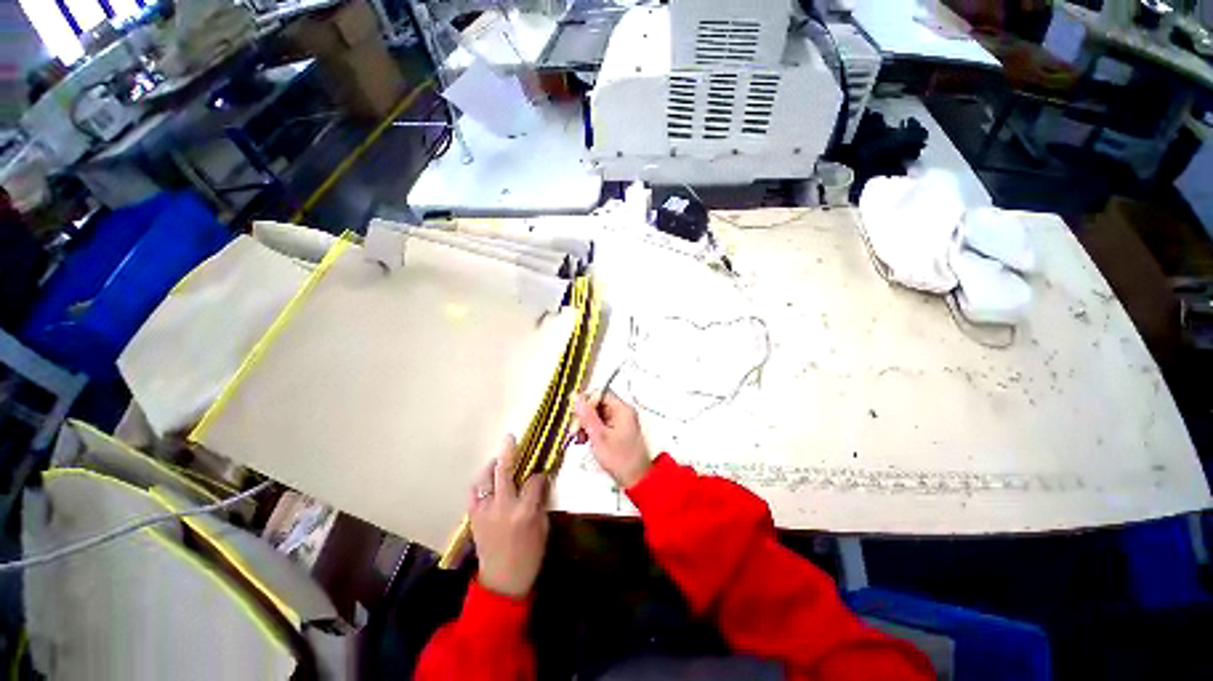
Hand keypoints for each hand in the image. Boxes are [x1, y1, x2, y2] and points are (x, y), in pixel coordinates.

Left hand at [469, 436, 548, 598]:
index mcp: (524, 512)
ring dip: (492, 465)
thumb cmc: (530, 556)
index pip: (533, 480)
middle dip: (509, 452)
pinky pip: (474, 492)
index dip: (539, 474)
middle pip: (504, 472)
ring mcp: (485, 511)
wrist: (502, 582)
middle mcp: (502, 507)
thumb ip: (539, 501)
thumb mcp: (543, 527)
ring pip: (484, 479)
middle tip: (510, 437)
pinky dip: (480, 482)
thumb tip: (539, 481)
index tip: (543, 472)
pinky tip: (487, 479)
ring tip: (499, 459)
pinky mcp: (473, 517)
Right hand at [574, 392, 651, 488]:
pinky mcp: (618, 430)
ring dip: (585, 424)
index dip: (585, 401)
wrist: (636, 479)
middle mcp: (622, 411)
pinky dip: (591, 430)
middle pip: (597, 403)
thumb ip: (586, 415)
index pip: (600, 393)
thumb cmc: (619, 458)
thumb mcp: (599, 436)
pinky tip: (584, 441)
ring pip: (597, 414)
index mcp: (621, 409)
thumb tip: (575, 397)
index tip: (574, 414)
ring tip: (578, 439)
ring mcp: (620, 420)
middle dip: (583, 416)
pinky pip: (601, 423)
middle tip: (574, 431)